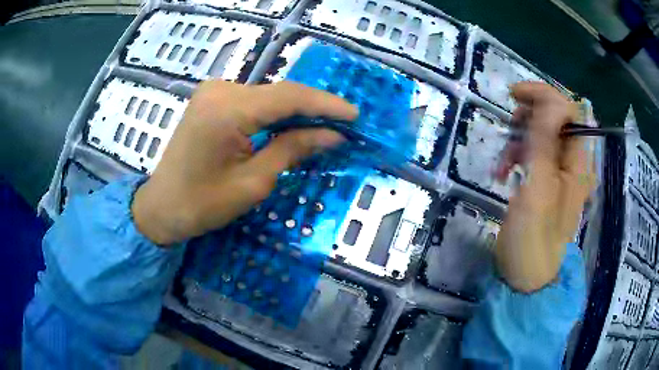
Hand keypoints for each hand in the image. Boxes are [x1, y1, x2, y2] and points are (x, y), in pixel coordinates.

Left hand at [132, 80, 357, 244]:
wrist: (161, 206)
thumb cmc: (202, 204)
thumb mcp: (253, 182)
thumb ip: (292, 149)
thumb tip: (333, 135)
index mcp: (228, 110)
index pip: (289, 97)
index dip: (325, 104)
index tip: (354, 115)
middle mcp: (220, 90)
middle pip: (279, 93)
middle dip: (313, 108)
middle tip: (343, 124)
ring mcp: (213, 91)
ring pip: (267, 95)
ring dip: (295, 110)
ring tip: (324, 126)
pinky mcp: (210, 99)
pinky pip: (252, 100)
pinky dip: (274, 112)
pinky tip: (291, 124)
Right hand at [494, 82, 595, 292]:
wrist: (525, 278)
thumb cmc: (533, 238)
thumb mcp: (539, 189)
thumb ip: (546, 144)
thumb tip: (550, 101)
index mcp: (578, 164)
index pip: (569, 111)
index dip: (544, 96)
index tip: (514, 96)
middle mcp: (573, 164)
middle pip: (555, 120)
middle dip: (530, 118)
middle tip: (508, 127)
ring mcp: (560, 174)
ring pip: (542, 137)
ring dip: (519, 141)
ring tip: (502, 163)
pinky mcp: (546, 184)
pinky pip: (535, 155)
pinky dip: (517, 158)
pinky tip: (503, 173)